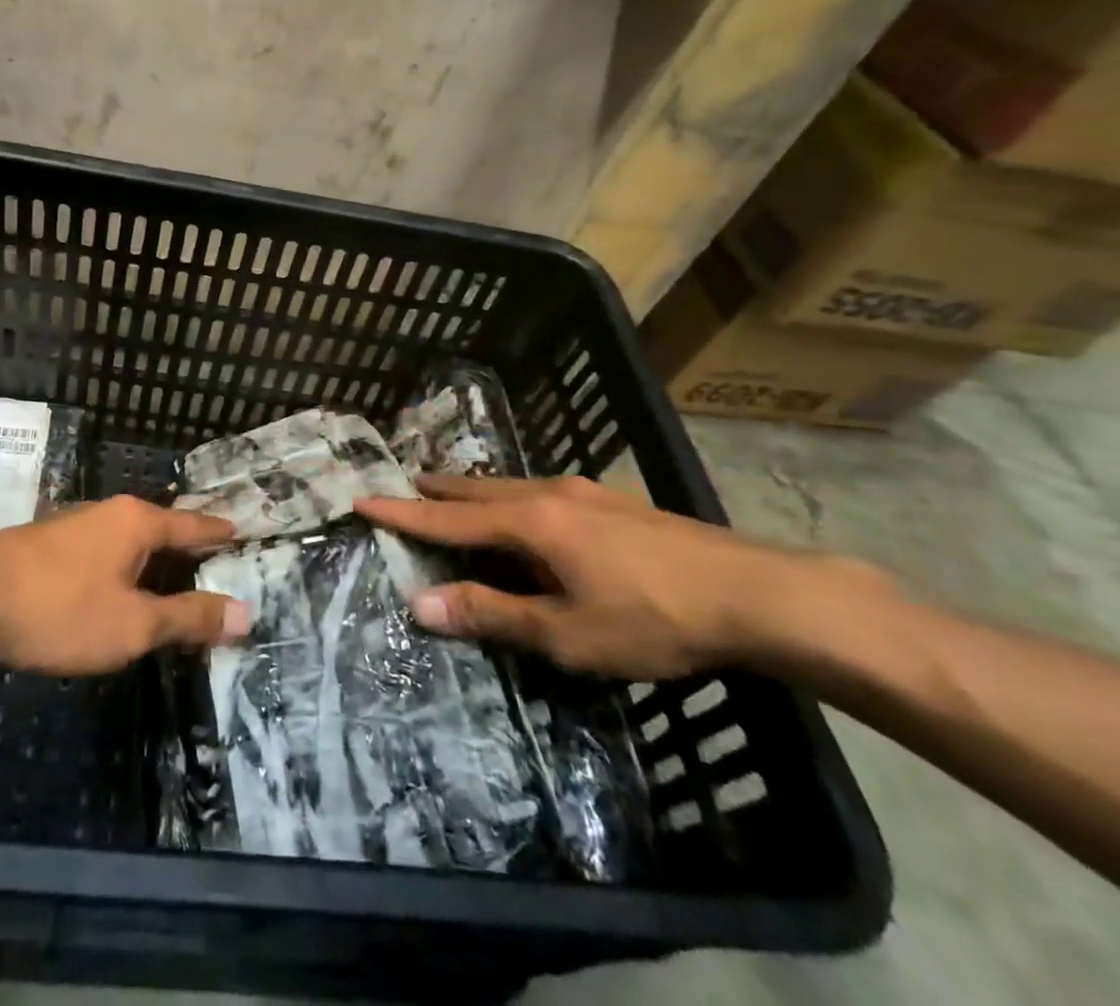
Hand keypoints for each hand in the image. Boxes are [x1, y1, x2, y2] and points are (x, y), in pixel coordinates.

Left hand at [0, 497, 249, 674]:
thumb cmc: (61, 609)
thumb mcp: (134, 625)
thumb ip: (189, 618)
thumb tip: (246, 613)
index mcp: (138, 521)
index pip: (193, 525)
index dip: (219, 533)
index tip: (242, 533)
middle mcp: (109, 513)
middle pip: (162, 529)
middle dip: (187, 548)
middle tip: (215, 565)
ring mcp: (75, 527)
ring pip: (129, 542)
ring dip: (152, 562)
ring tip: (171, 581)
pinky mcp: (49, 546)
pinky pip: (104, 554)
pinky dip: (123, 570)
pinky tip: (117, 590)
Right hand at [357, 474, 885, 677]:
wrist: (757, 593)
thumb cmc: (654, 618)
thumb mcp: (567, 633)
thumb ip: (492, 614)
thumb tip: (419, 603)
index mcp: (530, 523)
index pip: (448, 518)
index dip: (402, 512)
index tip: (362, 498)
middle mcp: (549, 494)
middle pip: (476, 490)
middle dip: (436, 492)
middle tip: (402, 488)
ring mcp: (584, 491)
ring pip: (510, 487)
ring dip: (474, 494)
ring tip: (452, 497)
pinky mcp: (612, 501)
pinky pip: (539, 492)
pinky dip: (509, 499)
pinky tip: (524, 512)